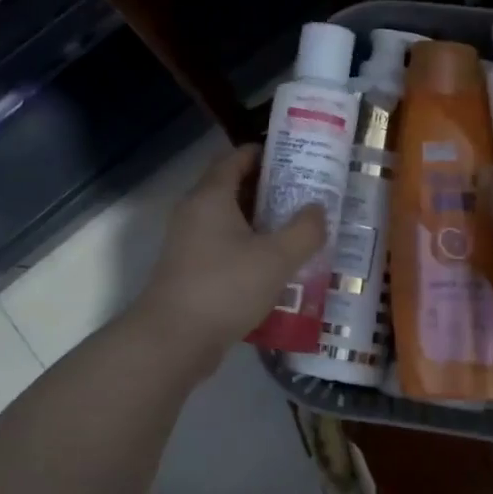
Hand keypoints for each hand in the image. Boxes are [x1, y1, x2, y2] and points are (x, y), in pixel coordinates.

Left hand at [136, 145, 326, 371]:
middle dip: (269, 189)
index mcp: (211, 196)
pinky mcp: (189, 270)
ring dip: (260, 223)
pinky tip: (274, 267)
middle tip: (306, 196)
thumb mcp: (277, 258)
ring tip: (297, 231)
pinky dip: (248, 248)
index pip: (236, 158)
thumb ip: (304, 230)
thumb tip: (318, 209)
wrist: (174, 340)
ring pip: (229, 221)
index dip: (265, 154)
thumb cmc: (226, 287)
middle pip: (233, 188)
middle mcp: (194, 212)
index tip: (297, 158)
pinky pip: (223, 247)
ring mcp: (188, 243)